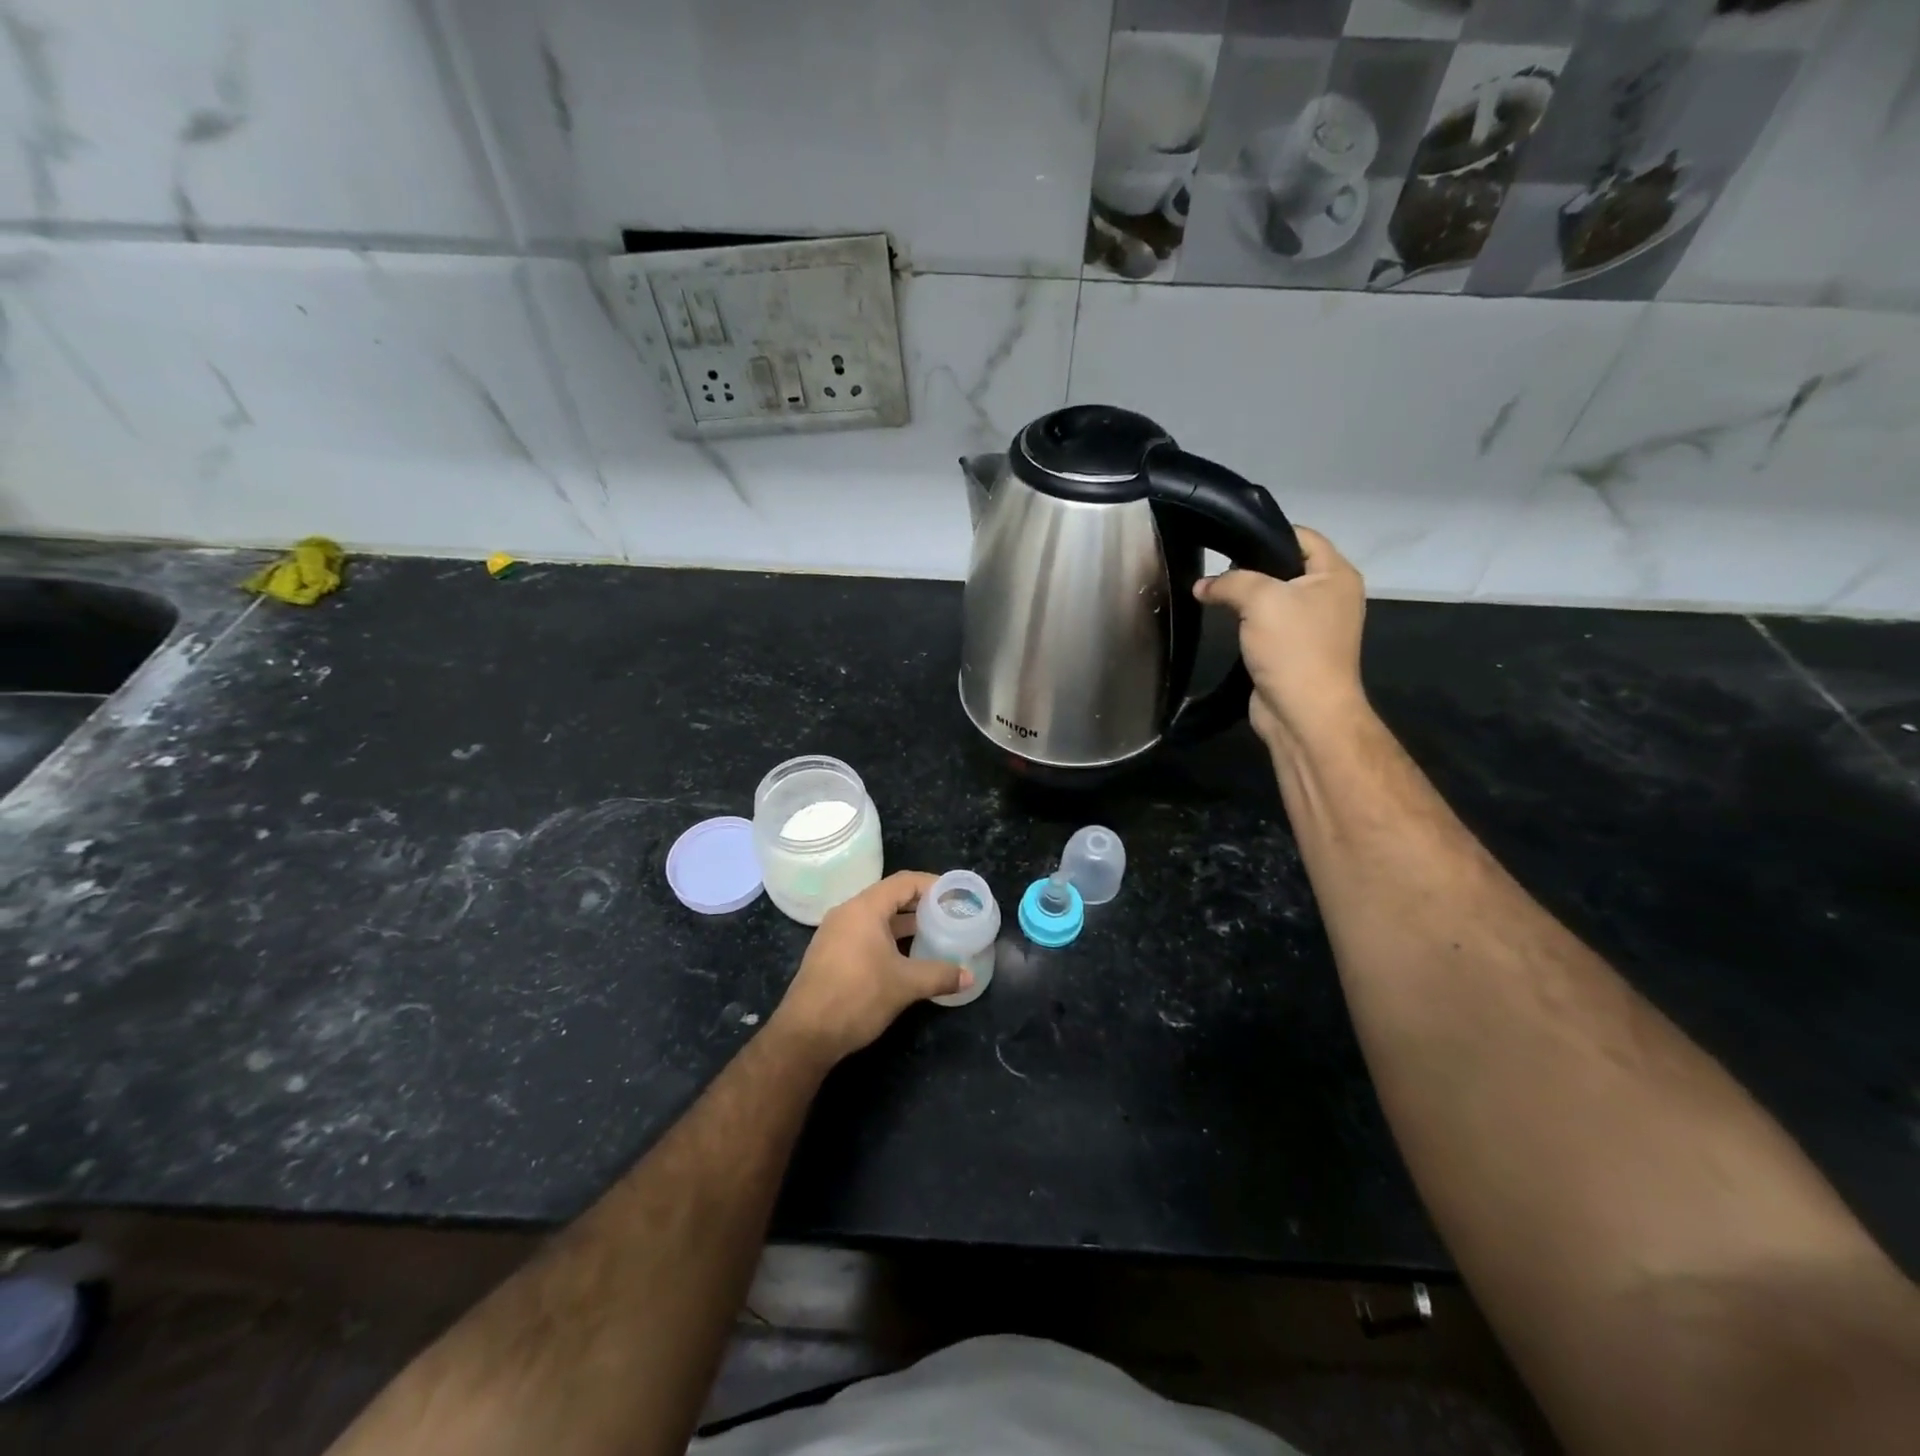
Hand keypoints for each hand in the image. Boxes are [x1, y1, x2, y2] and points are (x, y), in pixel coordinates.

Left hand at [768, 871, 970, 1069]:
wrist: (806, 1035)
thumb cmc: (857, 997)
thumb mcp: (905, 984)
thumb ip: (940, 975)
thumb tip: (969, 976)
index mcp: (864, 909)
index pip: (904, 882)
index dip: (933, 884)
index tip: (956, 895)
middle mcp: (847, 913)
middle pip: (890, 896)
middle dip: (921, 905)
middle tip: (950, 915)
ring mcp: (835, 933)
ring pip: (877, 917)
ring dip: (905, 923)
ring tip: (934, 934)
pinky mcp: (830, 953)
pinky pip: (865, 933)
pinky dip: (888, 937)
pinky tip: (906, 956)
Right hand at [1194, 526, 1368, 752]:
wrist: (1303, 713)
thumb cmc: (1293, 648)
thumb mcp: (1261, 600)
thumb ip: (1229, 582)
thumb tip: (1202, 585)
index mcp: (1336, 575)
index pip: (1301, 535)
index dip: (1264, 533)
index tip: (1227, 540)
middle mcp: (1330, 596)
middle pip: (1285, 565)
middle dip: (1249, 566)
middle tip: (1215, 570)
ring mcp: (1313, 625)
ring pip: (1274, 597)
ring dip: (1246, 597)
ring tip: (1214, 593)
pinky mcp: (1294, 650)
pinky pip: (1268, 624)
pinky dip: (1248, 621)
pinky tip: (1224, 621)